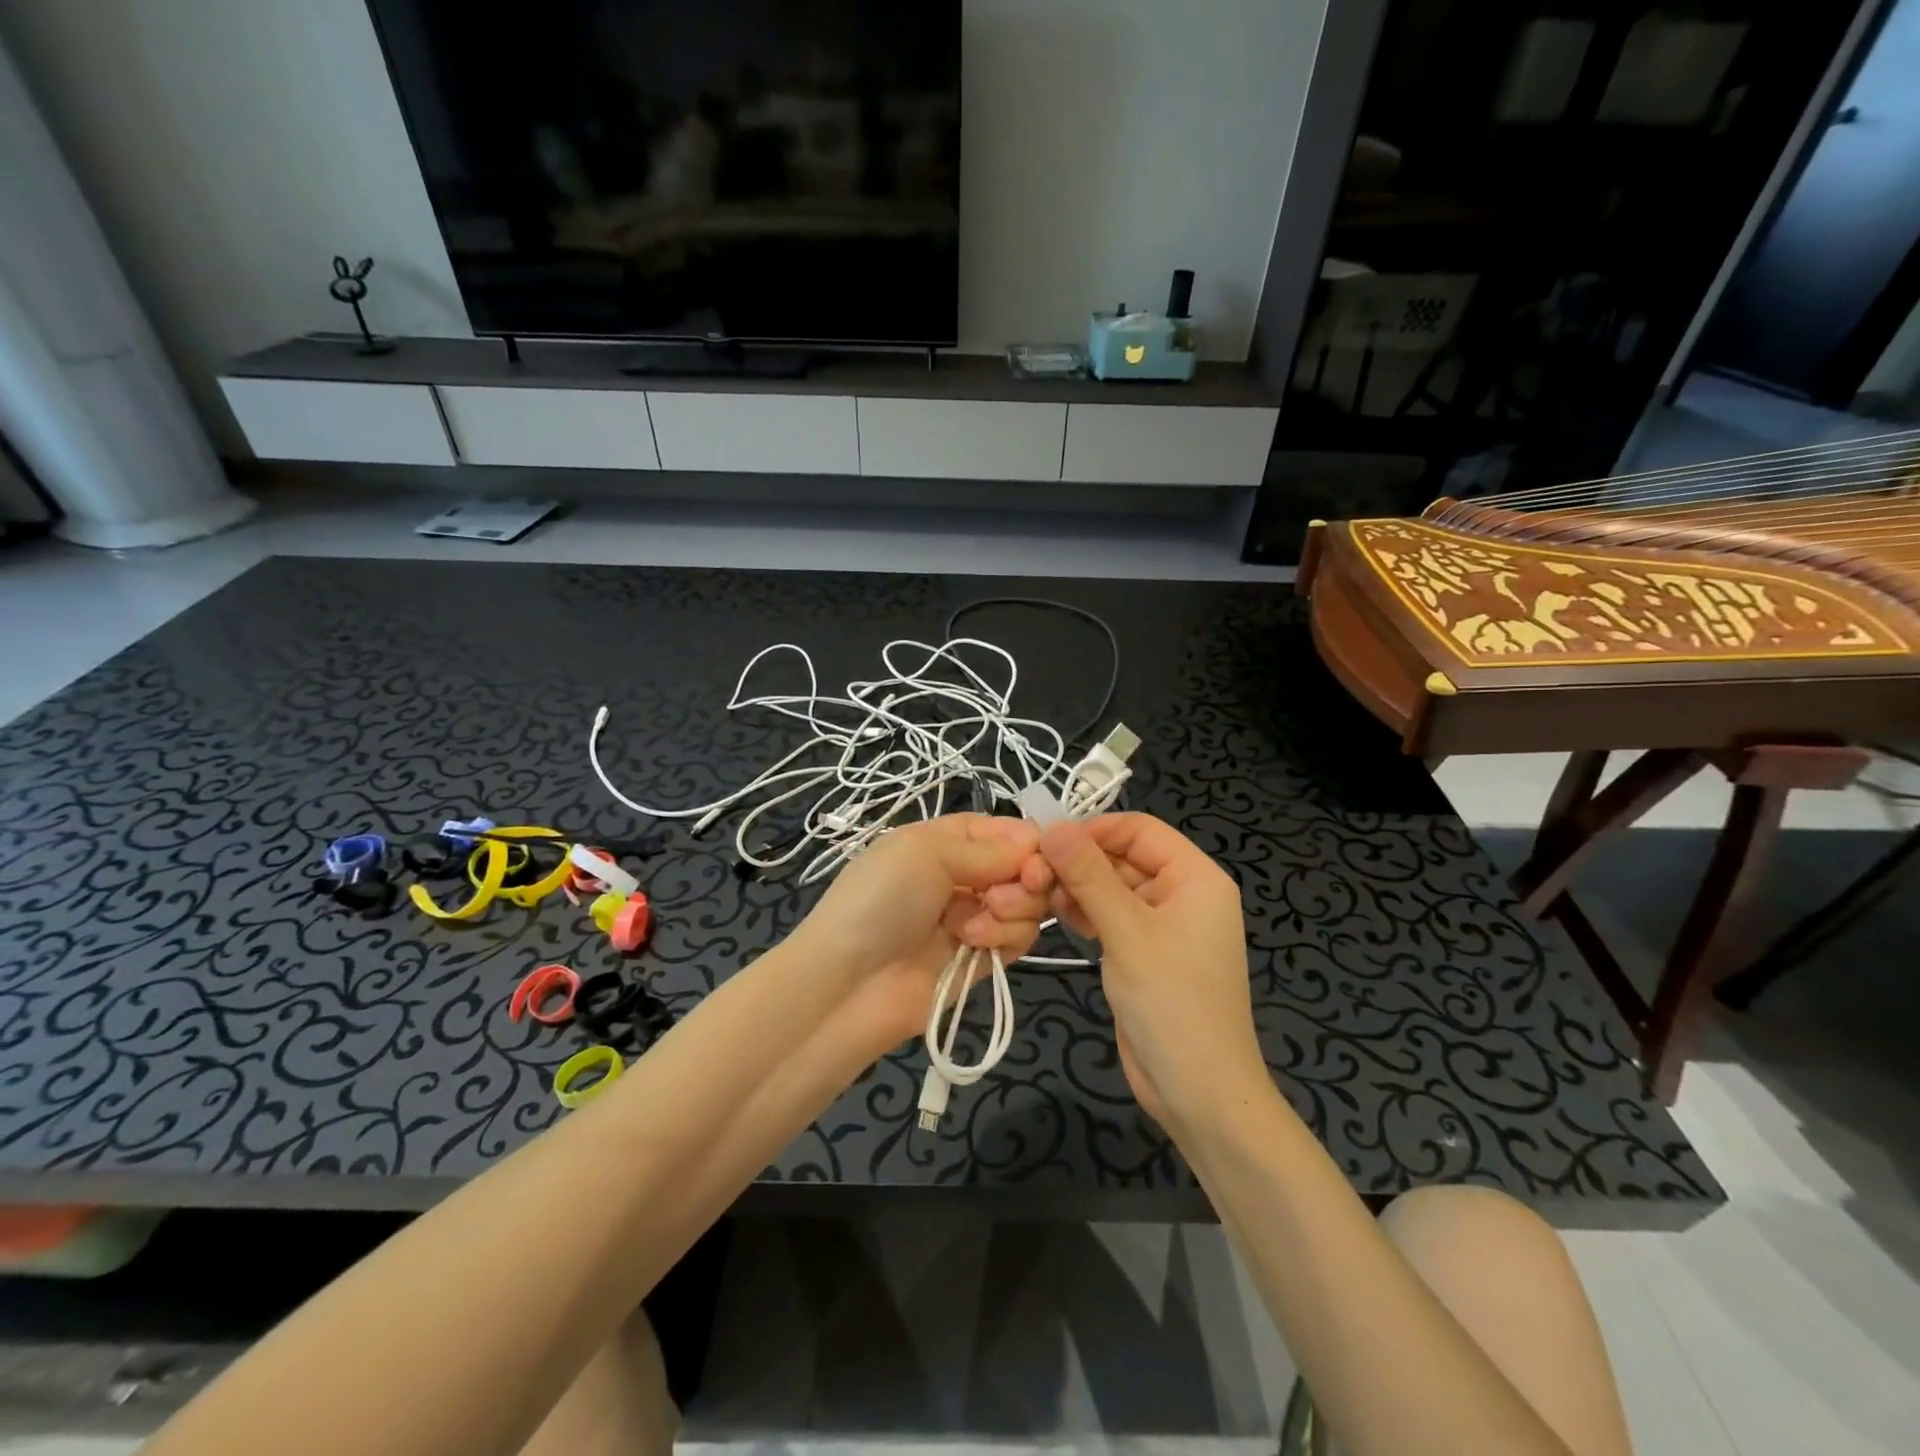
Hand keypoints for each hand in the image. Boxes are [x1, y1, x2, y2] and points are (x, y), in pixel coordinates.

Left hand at [793, 814, 1048, 1047]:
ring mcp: (973, 917)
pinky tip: (974, 944)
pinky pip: (1018, 938)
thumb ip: (986, 847)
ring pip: (1026, 904)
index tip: (1038, 857)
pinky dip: (1005, 937)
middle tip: (1002, 894)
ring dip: (1011, 910)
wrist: (851, 984)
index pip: (1002, 830)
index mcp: (943, 841)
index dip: (1026, 841)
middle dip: (1025, 878)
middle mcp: (962, 875)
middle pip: (1022, 867)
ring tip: (972, 926)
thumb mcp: (926, 852)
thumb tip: (1034, 841)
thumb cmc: (882, 900)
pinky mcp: (982, 958)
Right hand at [1038, 814, 1264, 1129]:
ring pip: (1111, 887)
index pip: (1139, 829)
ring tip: (1036, 898)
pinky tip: (1054, 917)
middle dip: (1078, 864)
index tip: (1046, 843)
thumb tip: (1054, 826)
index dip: (1093, 830)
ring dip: (1075, 889)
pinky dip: (1084, 913)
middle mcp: (1181, 893)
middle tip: (1030, 876)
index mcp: (1195, 877)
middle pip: (1122, 858)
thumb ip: (1089, 876)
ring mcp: (1162, 925)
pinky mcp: (1143, 952)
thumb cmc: (1172, 1003)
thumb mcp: (1128, 933)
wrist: (1198, 1093)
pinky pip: (1110, 916)